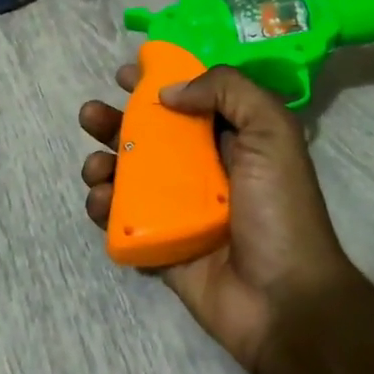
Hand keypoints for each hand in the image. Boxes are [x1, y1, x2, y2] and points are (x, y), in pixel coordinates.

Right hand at [79, 61, 354, 371]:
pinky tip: (99, 201)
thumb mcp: (271, 131)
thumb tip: (169, 91)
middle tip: (90, 115)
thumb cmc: (279, 208)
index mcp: (233, 140)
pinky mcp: (159, 244)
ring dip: (103, 164)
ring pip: (128, 176)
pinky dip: (103, 207)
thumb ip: (227, 91)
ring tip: (95, 167)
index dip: (157, 84)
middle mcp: (203, 170)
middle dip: (115, 122)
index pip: (189, 101)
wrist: (283, 299)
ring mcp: (178, 209)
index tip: (125, 75)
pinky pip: (122, 219)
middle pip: (149, 136)